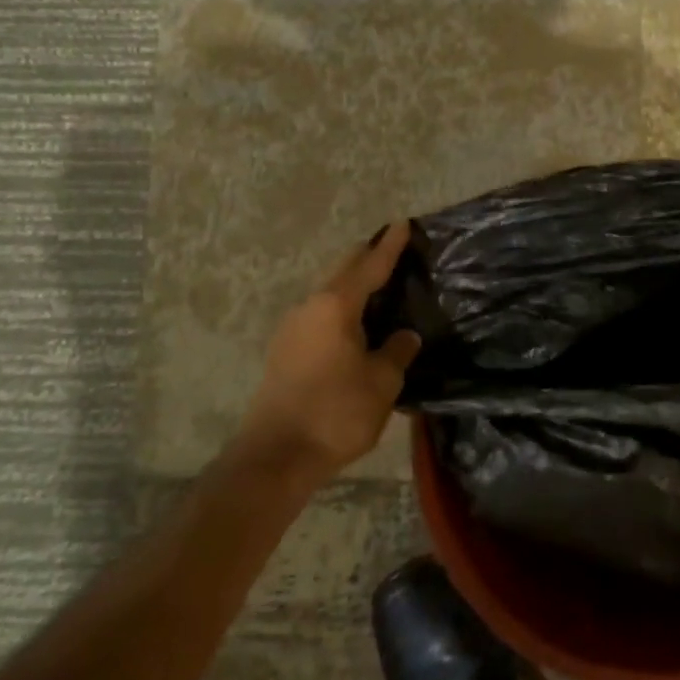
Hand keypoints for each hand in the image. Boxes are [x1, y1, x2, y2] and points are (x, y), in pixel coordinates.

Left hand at [241, 222, 422, 481]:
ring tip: (379, 291)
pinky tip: (355, 327)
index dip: (389, 245)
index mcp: (335, 306)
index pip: (369, 266)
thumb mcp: (382, 382)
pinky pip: (320, 318)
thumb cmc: (336, 412)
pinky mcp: (284, 353)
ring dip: (352, 289)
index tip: (402, 223)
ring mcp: (291, 330)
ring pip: (329, 296)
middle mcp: (309, 308)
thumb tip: (404, 336)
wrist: (276, 456)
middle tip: (392, 252)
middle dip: (367, 259)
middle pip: (343, 273)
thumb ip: (396, 352)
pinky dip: (341, 312)